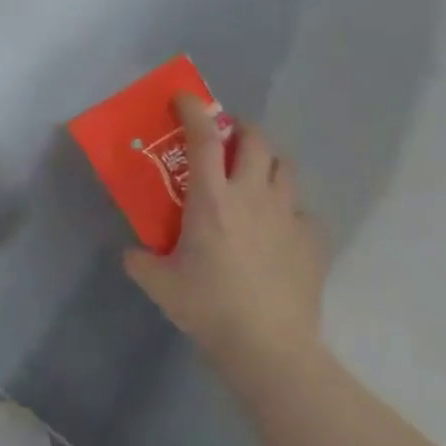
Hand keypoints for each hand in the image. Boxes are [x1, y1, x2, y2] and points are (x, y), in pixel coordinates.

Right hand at [124, 95, 328, 393]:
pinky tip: (277, 226)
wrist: (269, 347)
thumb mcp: (160, 285)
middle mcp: (253, 195)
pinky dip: (288, 206)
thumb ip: (140, 261)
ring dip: (268, 160)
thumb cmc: (209, 308)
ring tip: (255, 173)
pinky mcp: (312, 239)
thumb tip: (132, 253)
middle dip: (241, 128)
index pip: (204, 138)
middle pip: (256, 140)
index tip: (185, 99)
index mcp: (212, 199)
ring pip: (285, 167)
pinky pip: (302, 208)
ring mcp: (288, 215)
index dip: (193, 110)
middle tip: (227, 137)